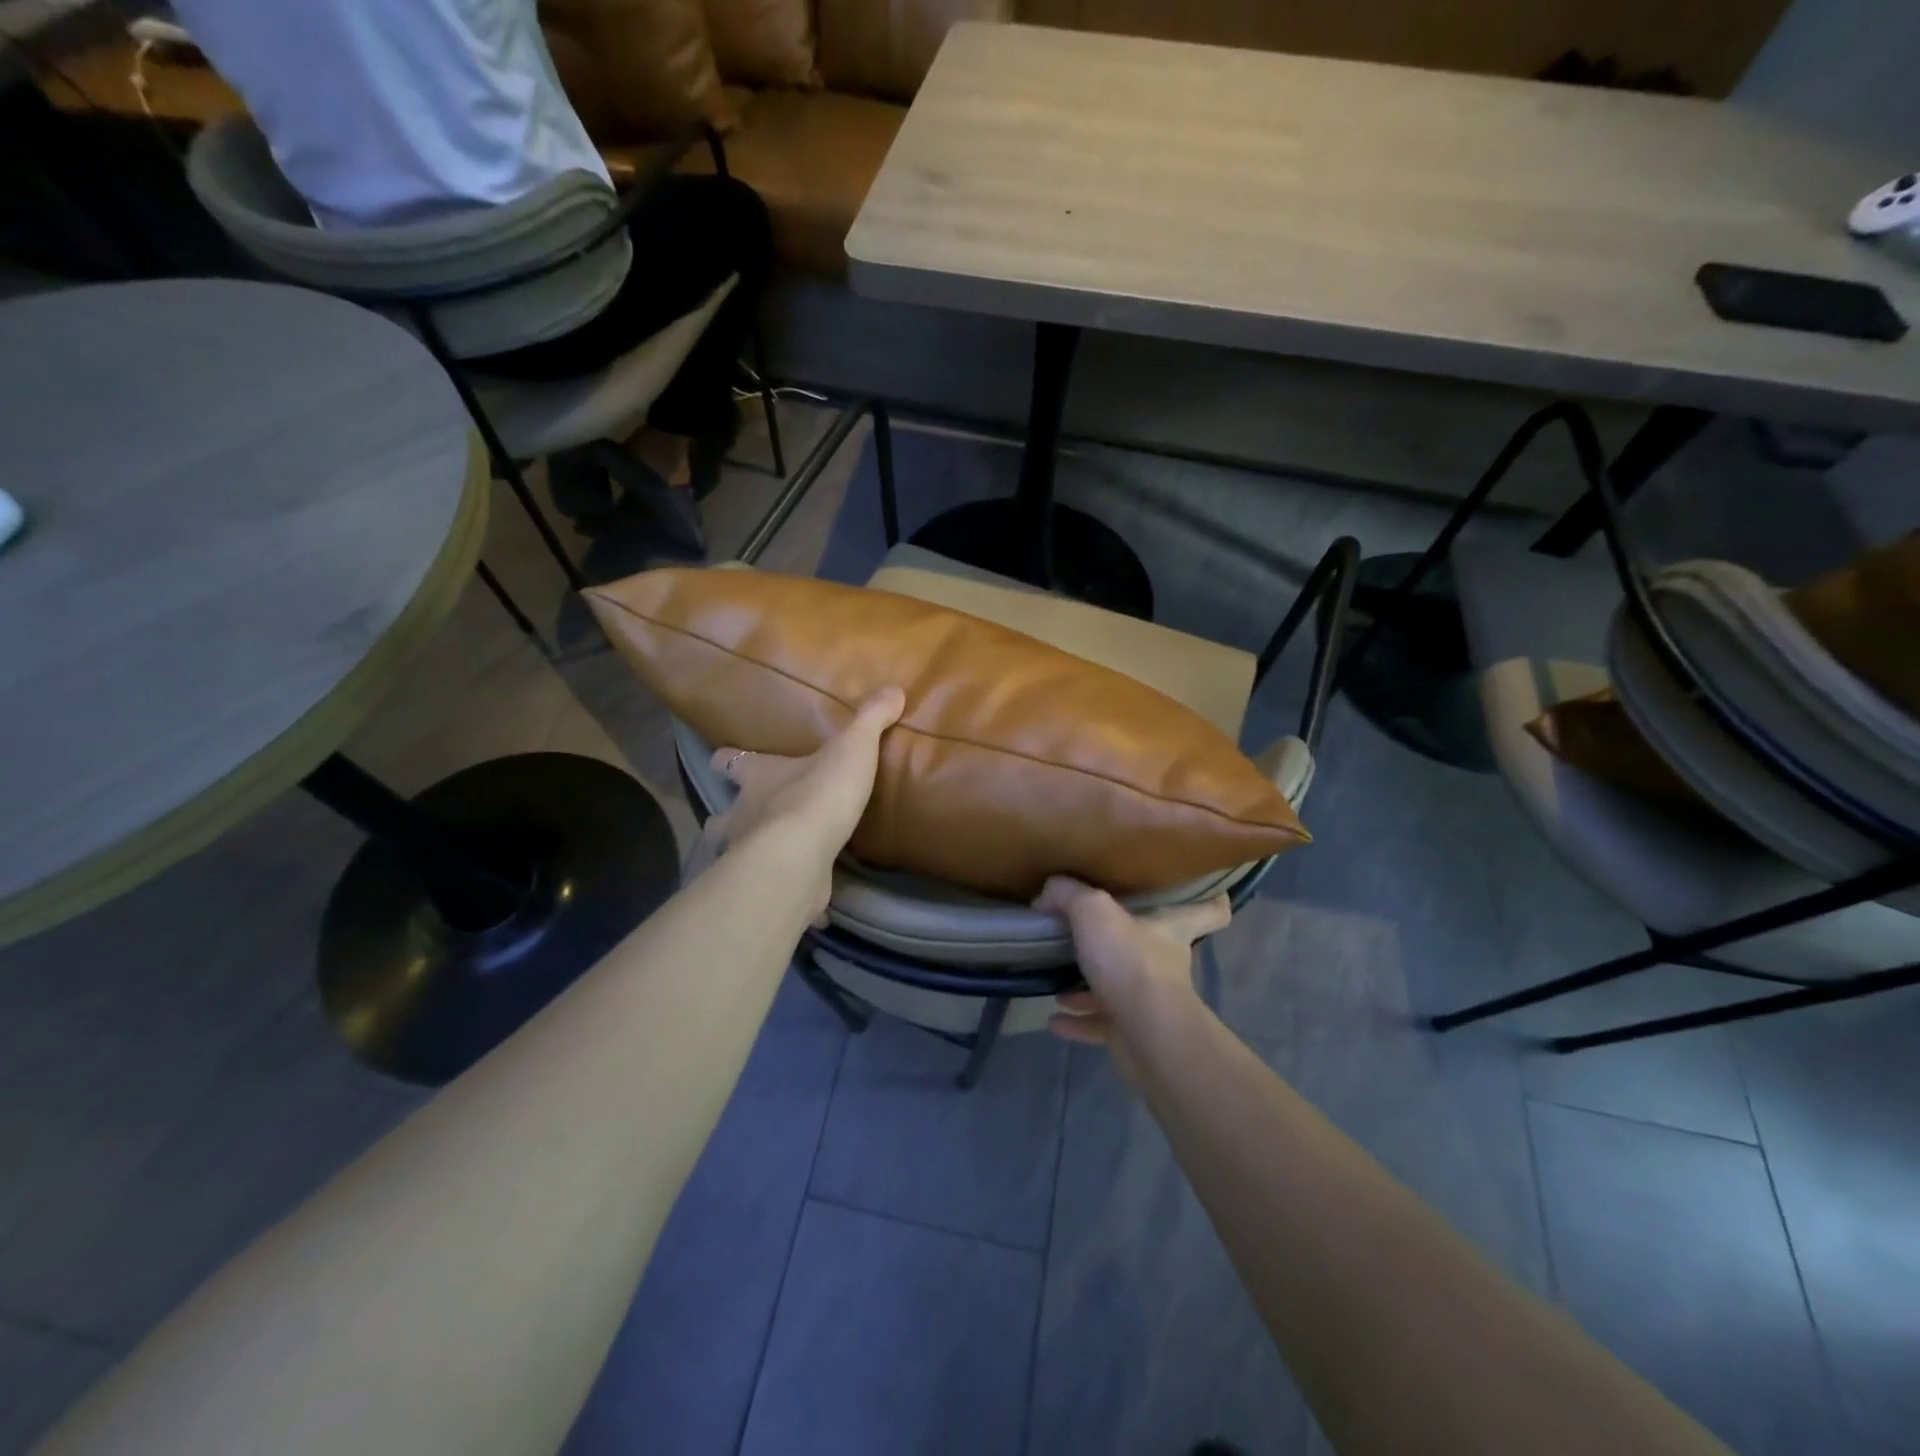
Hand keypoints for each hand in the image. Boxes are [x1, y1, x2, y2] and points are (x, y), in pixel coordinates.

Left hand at [699, 687, 905, 908]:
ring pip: (735, 857)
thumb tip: (894, 689)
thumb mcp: (853, 748)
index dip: (727, 760)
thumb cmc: (818, 794)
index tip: (723, 760)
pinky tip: (813, 902)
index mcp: (757, 778)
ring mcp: (749, 858)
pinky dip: (792, 897)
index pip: (729, 762)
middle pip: (719, 817)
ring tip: (775, 860)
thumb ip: (871, 719)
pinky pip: (779, 893)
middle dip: (727, 819)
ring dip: (750, 858)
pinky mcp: (771, 889)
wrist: (801, 857)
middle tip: (747, 819)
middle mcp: (743, 816)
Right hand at [1036, 876, 1228, 1080]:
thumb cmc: (1131, 961)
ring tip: (1059, 983)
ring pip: (1120, 987)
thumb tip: (1046, 895)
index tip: (1209, 890)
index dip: (1211, 899)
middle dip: (1127, 943)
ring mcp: (1149, 1000)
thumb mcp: (1094, 911)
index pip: (1209, 910)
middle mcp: (1165, 963)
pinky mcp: (1131, 1033)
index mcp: (1170, 928)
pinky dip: (1077, 1021)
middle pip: (1154, 948)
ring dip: (1090, 987)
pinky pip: (1100, 1023)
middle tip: (1094, 934)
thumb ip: (1069, 895)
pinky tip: (1054, 1019)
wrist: (1146, 1033)